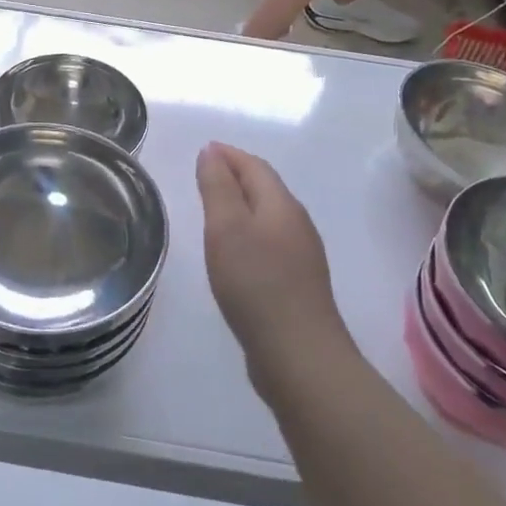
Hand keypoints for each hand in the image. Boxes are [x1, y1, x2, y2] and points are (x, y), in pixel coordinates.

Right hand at [196, 142, 345, 363]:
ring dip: (243, 205)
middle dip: (236, 176)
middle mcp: (297, 224)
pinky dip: (249, 233)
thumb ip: (217, 187)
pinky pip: (270, 243)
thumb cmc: (256, 283)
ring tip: (215, 210)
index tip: (204, 150)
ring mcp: (302, 256)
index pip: (255, 166)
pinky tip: (236, 252)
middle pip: (265, 188)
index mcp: (281, 205)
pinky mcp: (298, 284)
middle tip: (205, 175)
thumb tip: (211, 152)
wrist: (299, 354)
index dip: (229, 155)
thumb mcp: (226, 228)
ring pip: (268, 217)